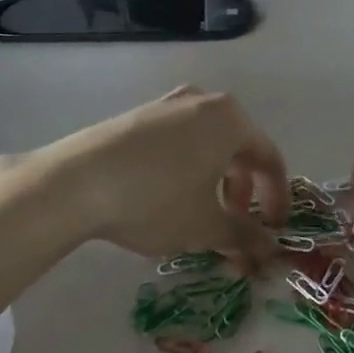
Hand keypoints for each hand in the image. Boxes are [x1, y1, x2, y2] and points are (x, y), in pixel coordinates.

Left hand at [29, 86, 289, 270]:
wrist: (76, 181)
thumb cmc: (157, 200)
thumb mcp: (207, 226)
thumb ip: (246, 237)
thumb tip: (271, 250)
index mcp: (232, 119)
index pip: (270, 159)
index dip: (277, 199)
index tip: (273, 232)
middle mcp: (204, 102)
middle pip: (239, 150)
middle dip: (243, 194)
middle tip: (235, 229)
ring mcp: (168, 104)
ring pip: (207, 145)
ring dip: (215, 183)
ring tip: (200, 217)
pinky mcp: (138, 115)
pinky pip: (179, 142)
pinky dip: (187, 169)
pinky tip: (167, 198)